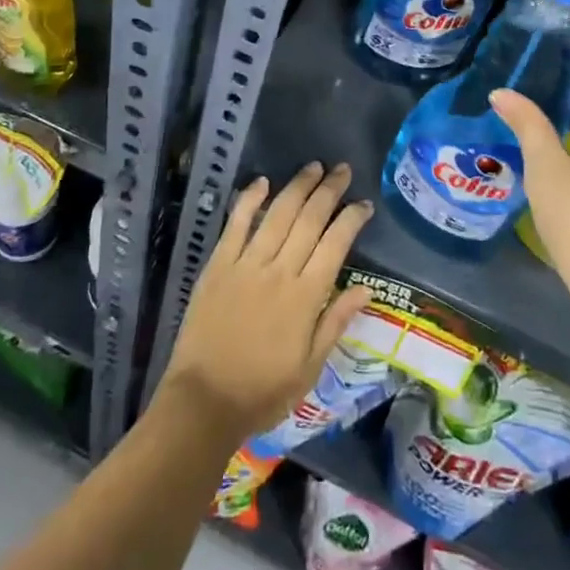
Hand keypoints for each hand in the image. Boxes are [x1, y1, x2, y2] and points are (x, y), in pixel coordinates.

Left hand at [160, 162, 372, 442]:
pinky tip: (261, 181)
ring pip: (277, 214)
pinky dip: (249, 200)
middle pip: (309, 220)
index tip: (363, 204)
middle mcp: (279, 271)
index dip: (352, 219)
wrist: (203, 402)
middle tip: (343, 170)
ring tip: (314, 167)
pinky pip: (236, 225)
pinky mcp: (218, 265)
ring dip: (297, 187)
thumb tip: (366, 288)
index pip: (335, 244)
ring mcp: (246, 264)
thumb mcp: (310, 368)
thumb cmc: (263, 392)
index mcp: (305, 297)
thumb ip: (336, 323)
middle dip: (329, 191)